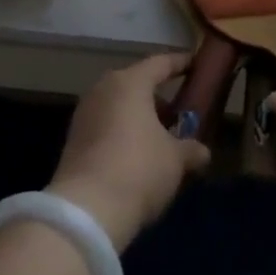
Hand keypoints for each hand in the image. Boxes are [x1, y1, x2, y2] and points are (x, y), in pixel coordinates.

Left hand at [46, 52, 210, 251]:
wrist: (87, 211)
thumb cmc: (139, 169)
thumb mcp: (175, 160)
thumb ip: (191, 149)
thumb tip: (202, 151)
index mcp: (130, 82)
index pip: (160, 63)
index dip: (180, 63)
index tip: (195, 64)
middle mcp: (104, 89)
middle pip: (136, 85)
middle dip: (158, 98)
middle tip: (179, 114)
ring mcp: (84, 114)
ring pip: (119, 106)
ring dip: (139, 118)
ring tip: (161, 140)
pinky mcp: (73, 140)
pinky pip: (105, 126)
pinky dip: (122, 133)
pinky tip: (137, 157)